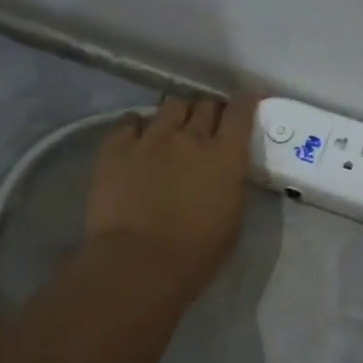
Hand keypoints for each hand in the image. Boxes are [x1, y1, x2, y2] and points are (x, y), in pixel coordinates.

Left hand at [85, 94, 258, 304]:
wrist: (139, 263)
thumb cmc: (196, 252)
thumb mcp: (233, 217)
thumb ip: (230, 182)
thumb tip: (225, 168)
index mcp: (225, 155)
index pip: (240, 111)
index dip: (244, 101)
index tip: (245, 100)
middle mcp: (190, 136)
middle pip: (204, 105)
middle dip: (209, 110)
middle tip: (207, 124)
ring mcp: (151, 138)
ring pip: (170, 106)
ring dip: (177, 115)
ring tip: (172, 129)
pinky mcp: (116, 147)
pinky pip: (130, 122)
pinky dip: (139, 126)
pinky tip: (138, 138)